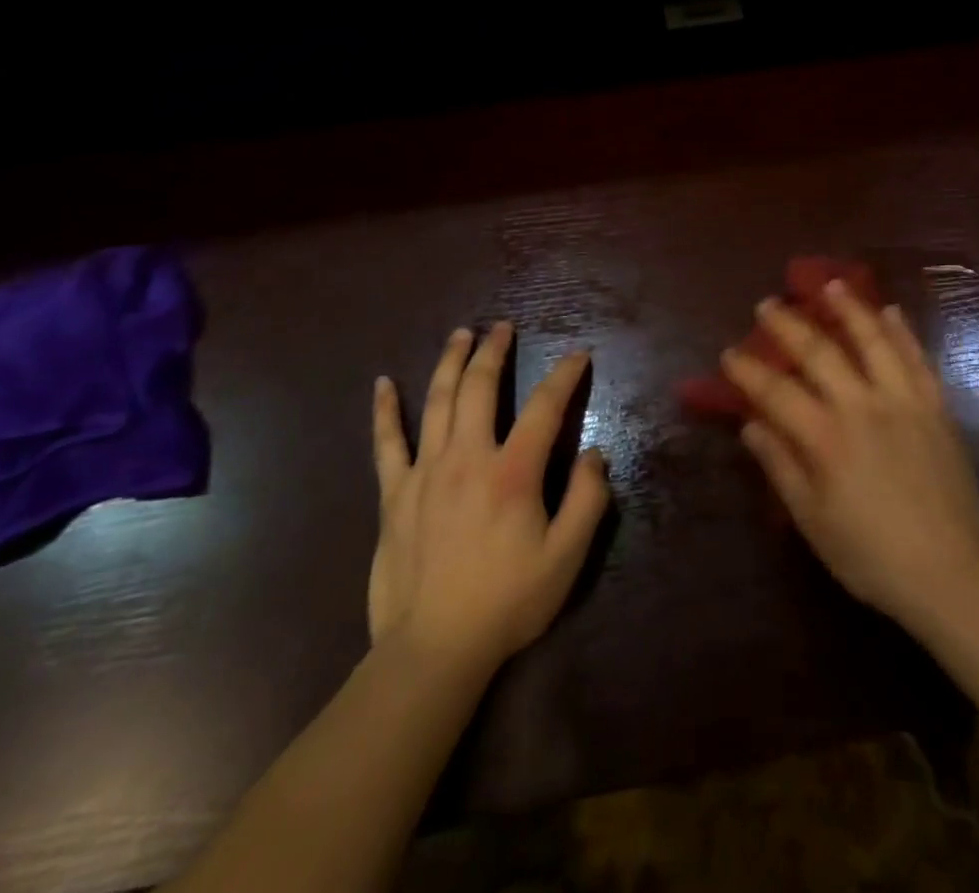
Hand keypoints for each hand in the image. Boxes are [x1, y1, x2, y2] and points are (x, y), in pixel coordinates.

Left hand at [368, 324, 610, 673]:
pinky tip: (383, 384)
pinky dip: (385, 411)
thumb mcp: (566, 558)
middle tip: (503, 327)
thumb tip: (595, 454)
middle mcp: (467, 458)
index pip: (544, 407)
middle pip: (480, 388)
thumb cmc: (507, 602)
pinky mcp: (394, 494)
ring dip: (451, 362)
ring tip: (461, 334)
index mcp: (513, 472)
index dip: (564, 376)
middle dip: (494, 351)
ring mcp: (425, 472)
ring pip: (438, 401)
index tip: (578, 355)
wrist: (434, 650)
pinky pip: (387, 443)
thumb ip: (588, 500)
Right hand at [724, 283, 978, 632]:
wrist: (951, 574)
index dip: (748, 371)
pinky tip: (891, 312)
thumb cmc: (871, 555)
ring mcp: (904, 402)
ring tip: (831, 283)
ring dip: (849, 309)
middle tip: (767, 304)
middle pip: (819, 353)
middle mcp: (862, 407)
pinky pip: (918, 359)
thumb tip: (751, 425)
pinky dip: (902, 332)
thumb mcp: (813, 521)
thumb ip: (781, 467)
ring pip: (873, 341)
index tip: (728, 353)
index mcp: (826, 439)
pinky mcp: (937, 408)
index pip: (776, 392)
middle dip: (788, 325)